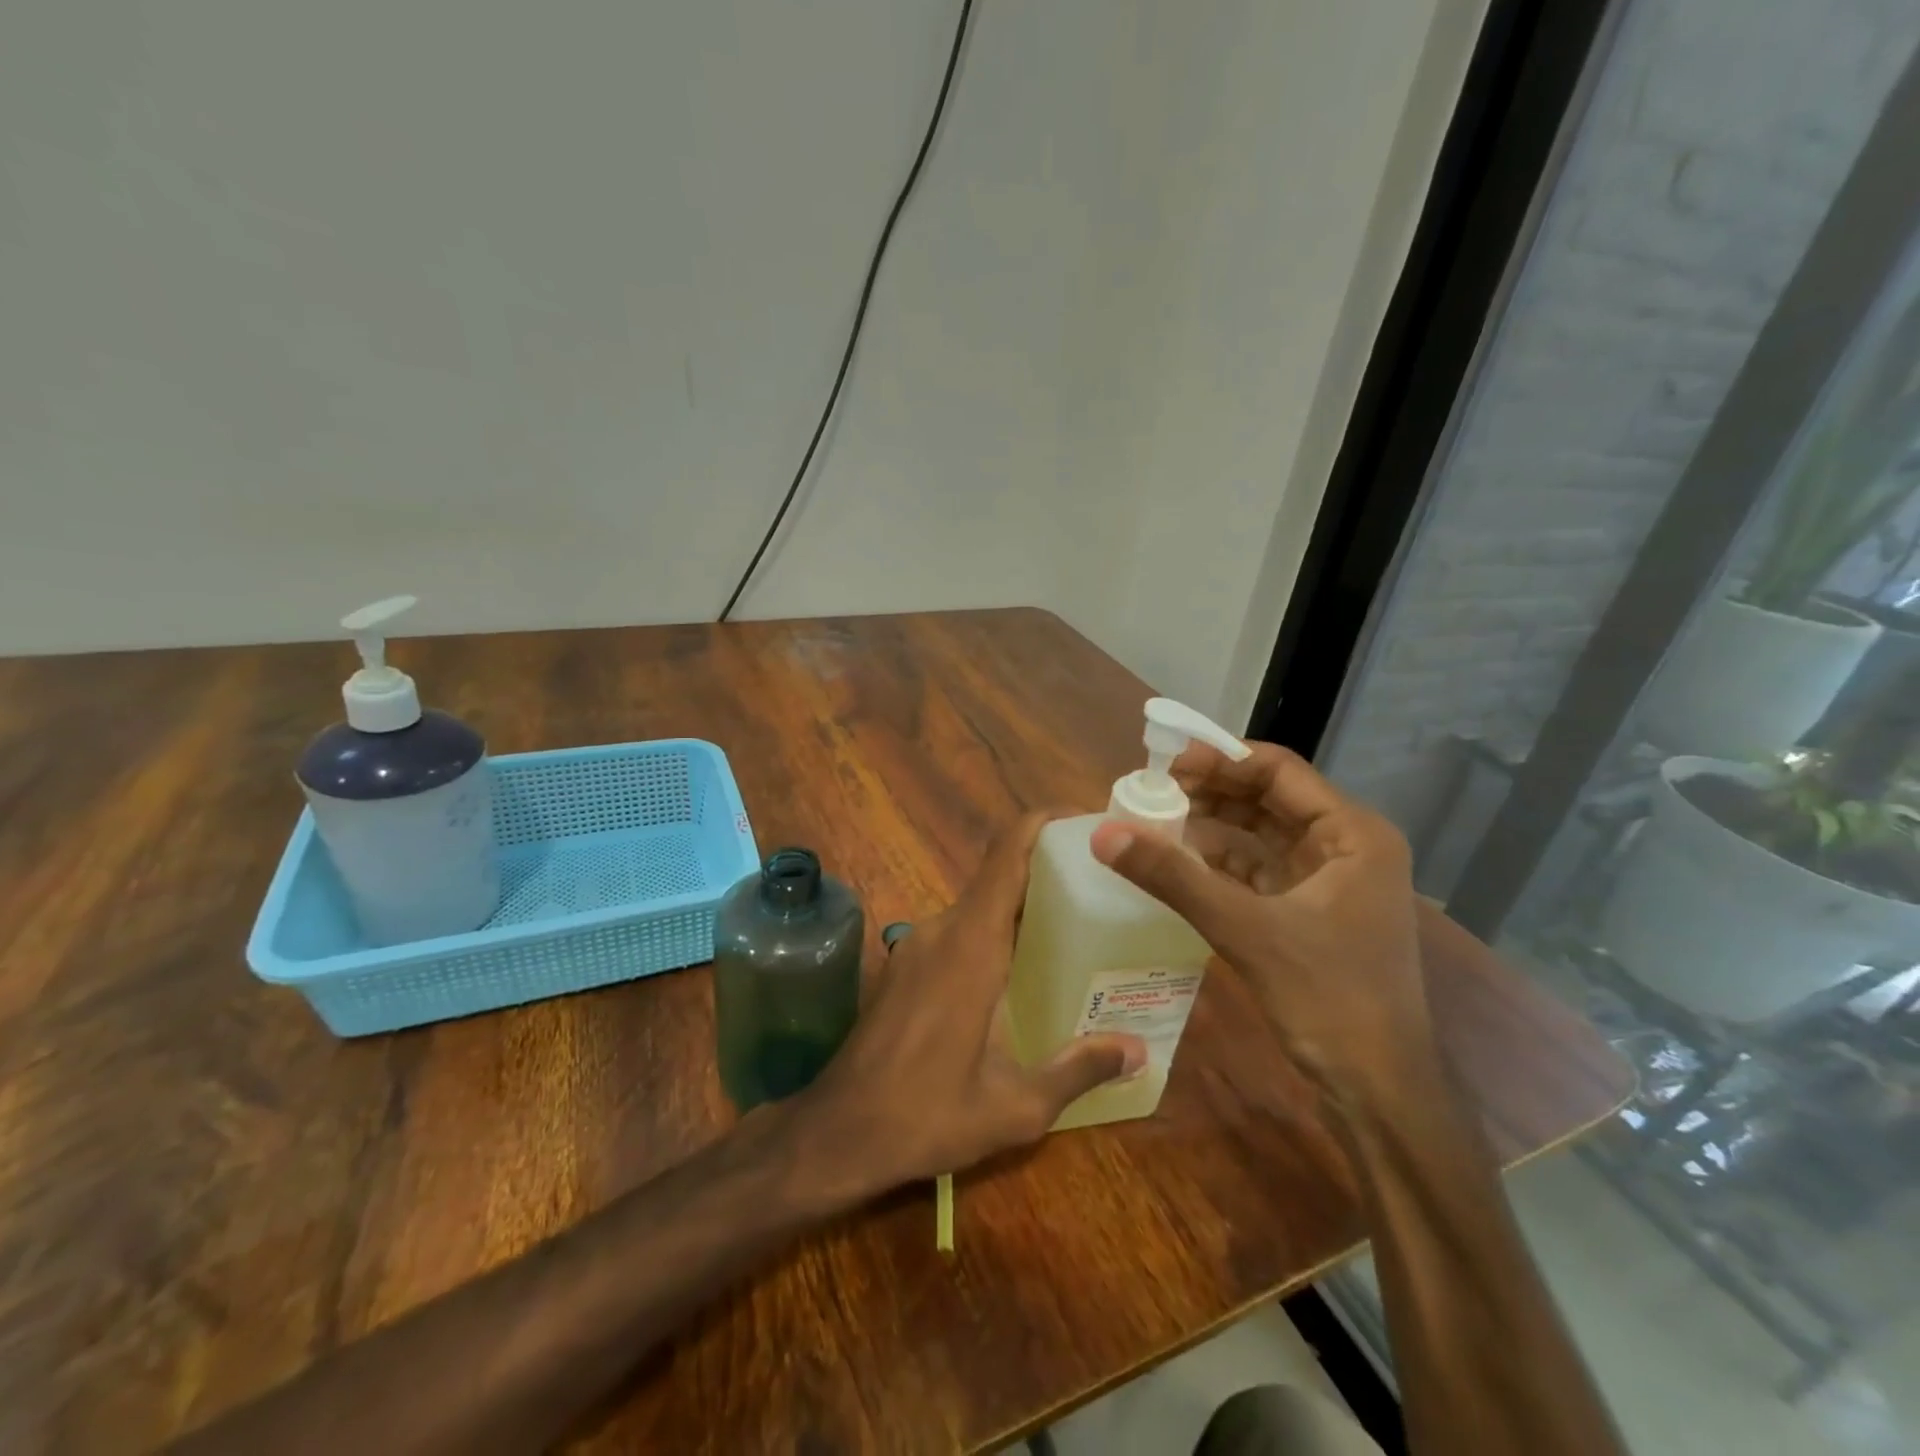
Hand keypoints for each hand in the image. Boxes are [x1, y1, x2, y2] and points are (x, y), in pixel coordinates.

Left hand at [793, 813, 1145, 1202]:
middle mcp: (942, 929)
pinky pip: (959, 929)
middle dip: (1049, 873)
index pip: (1007, 854)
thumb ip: (1078, 1070)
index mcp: (971, 944)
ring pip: (979, 905)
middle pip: (1000, 876)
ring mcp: (916, 944)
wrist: (836, 1132)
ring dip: (1021, 907)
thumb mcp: (1014, 1106)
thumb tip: (1139, 1050)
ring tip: (1075, 931)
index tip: (1086, 823)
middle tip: (1104, 891)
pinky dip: (994, 932)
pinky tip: (1022, 971)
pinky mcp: (904, 964)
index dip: (1044, 824)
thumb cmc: (926, 1115)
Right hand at [1088, 741, 1431, 1111]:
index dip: (1220, 760)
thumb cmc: (1328, 997)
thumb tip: (1104, 834)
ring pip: (1261, 835)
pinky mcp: (1311, 913)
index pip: (1278, 771)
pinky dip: (1220, 863)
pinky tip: (1179, 863)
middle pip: (1268, 799)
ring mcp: (1330, 882)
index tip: (1164, 763)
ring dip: (1212, 827)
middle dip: (1211, 792)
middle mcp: (1347, 847)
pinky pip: (1258, 871)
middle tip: (1151, 791)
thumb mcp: (1245, 929)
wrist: (1376, 1092)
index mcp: (1353, 834)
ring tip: (1156, 821)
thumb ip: (1173, 877)